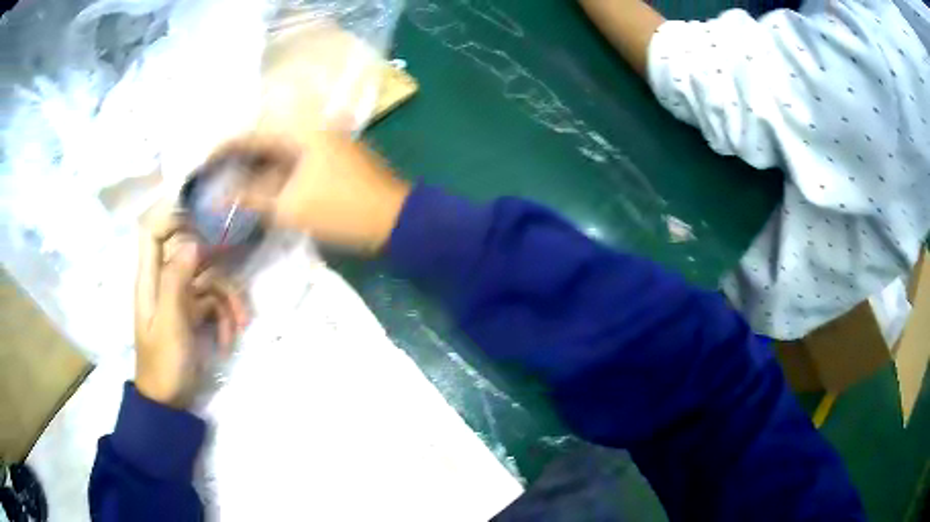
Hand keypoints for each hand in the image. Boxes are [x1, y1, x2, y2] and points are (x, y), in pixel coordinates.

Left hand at [134, 203, 248, 408]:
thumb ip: (176, 281)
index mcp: (150, 279)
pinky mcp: (194, 314)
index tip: (203, 217)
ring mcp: (181, 298)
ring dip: (228, 299)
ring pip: (209, 278)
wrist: (170, 403)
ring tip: (240, 326)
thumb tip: (192, 241)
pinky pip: (215, 303)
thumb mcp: (170, 325)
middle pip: (190, 251)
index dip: (173, 216)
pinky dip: (226, 318)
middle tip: (238, 257)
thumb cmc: (164, 364)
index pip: (153, 231)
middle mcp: (165, 281)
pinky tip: (230, 339)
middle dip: (216, 258)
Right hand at [209, 131, 410, 252]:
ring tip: (227, 184)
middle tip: (211, 177)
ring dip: (253, 167)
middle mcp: (310, 128)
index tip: (200, 165)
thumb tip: (218, 196)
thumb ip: (251, 197)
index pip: (250, 134)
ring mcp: (323, 142)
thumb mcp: (291, 206)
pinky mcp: (330, 158)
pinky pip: (292, 162)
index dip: (222, 150)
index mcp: (300, 130)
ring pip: (277, 151)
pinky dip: (273, 174)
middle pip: (262, 140)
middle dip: (236, 159)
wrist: (395, 220)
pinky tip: (258, 189)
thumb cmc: (342, 209)